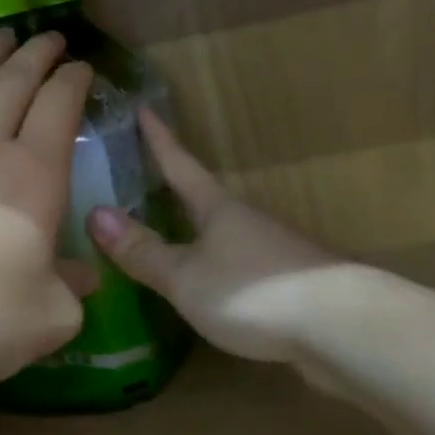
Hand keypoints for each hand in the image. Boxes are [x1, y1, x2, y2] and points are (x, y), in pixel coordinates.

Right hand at [88, 110, 339, 365]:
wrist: (339, 326)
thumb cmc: (251, 290)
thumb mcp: (185, 276)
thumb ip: (143, 251)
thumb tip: (95, 214)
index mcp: (218, 208)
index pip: (180, 165)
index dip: (159, 139)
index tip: (144, 108)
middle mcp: (246, 220)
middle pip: (204, 197)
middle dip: (176, 187)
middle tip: (145, 176)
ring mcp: (271, 250)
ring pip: (224, 232)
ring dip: (197, 229)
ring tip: (169, 234)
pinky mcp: (288, 283)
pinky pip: (239, 264)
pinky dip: (216, 266)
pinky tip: (209, 286)